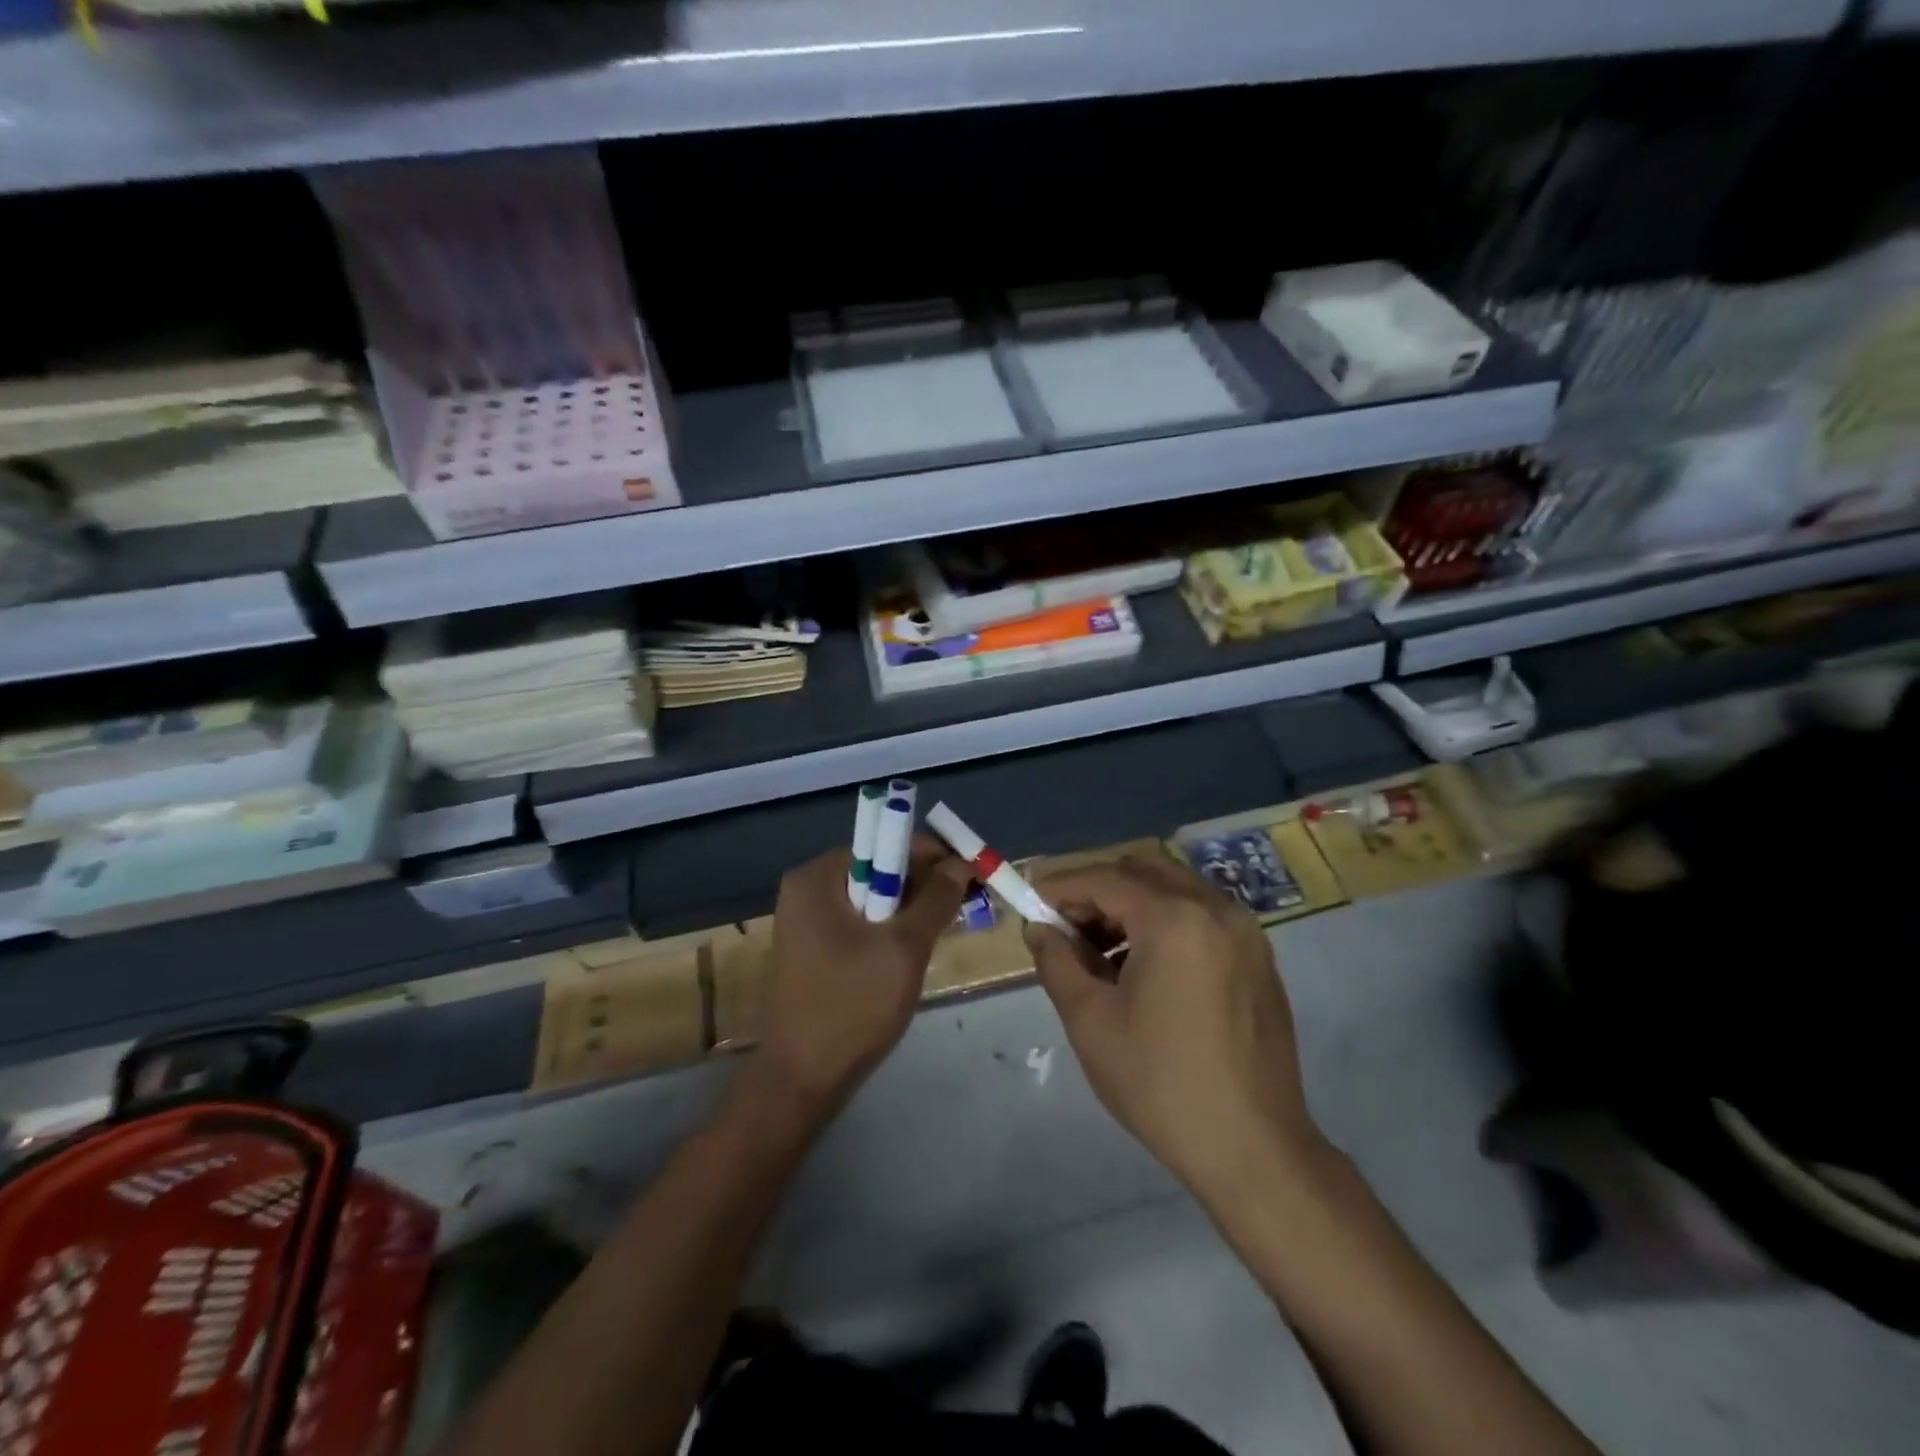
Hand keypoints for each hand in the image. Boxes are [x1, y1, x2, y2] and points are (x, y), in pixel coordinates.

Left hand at [754, 836, 971, 1119]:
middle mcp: (807, 888)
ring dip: (911, 908)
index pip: (885, 843)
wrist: (801, 1080)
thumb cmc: (852, 1007)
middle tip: (965, 905)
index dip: (933, 855)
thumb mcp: (904, 948)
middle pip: (879, 867)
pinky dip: (890, 927)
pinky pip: (860, 919)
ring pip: (873, 896)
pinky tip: (914, 948)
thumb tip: (961, 863)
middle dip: (924, 883)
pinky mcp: (813, 945)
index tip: (971, 876)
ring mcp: (807, 918)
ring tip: (947, 928)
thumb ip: (936, 899)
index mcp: (818, 877)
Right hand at [1026, 853, 1323, 1202]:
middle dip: (1098, 889)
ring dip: (1132, 904)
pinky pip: (1202, 916)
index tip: (1031, 902)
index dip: (1062, 886)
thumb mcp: (1090, 1021)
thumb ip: (1057, 961)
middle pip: (1144, 871)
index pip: (1106, 879)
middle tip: (1066, 924)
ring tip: (1100, 950)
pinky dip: (1165, 921)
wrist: (1254, 1149)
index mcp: (1176, 919)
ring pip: (1176, 890)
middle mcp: (1216, 909)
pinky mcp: (1259, 958)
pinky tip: (1145, 967)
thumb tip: (1039, 929)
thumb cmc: (1160, 1083)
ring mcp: (1246, 932)